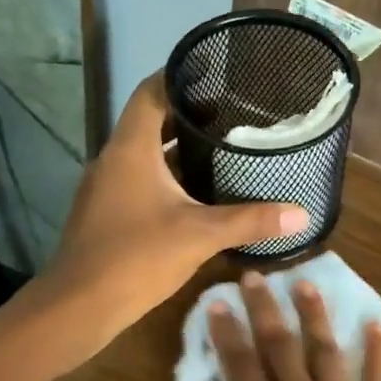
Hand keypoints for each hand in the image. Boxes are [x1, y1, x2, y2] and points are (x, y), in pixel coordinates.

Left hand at [41, 74, 307, 358]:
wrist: (78, 307)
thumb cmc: (136, 257)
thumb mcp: (201, 235)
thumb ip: (251, 220)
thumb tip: (301, 213)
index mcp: (131, 148)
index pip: (151, 91)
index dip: (180, 75)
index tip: (217, 73)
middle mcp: (114, 158)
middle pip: (151, 120)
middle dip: (190, 114)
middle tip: (235, 114)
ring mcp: (107, 186)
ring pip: (146, 153)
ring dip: (180, 148)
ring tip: (225, 147)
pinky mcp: (107, 211)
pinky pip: (141, 178)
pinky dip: (168, 176)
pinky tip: (199, 192)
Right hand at [185, 271, 380, 380]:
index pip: (241, 366)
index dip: (228, 333)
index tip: (219, 299)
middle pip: (280, 347)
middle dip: (266, 310)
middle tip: (257, 275)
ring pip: (324, 351)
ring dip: (314, 316)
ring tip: (305, 284)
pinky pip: (377, 377)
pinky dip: (378, 350)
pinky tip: (377, 323)